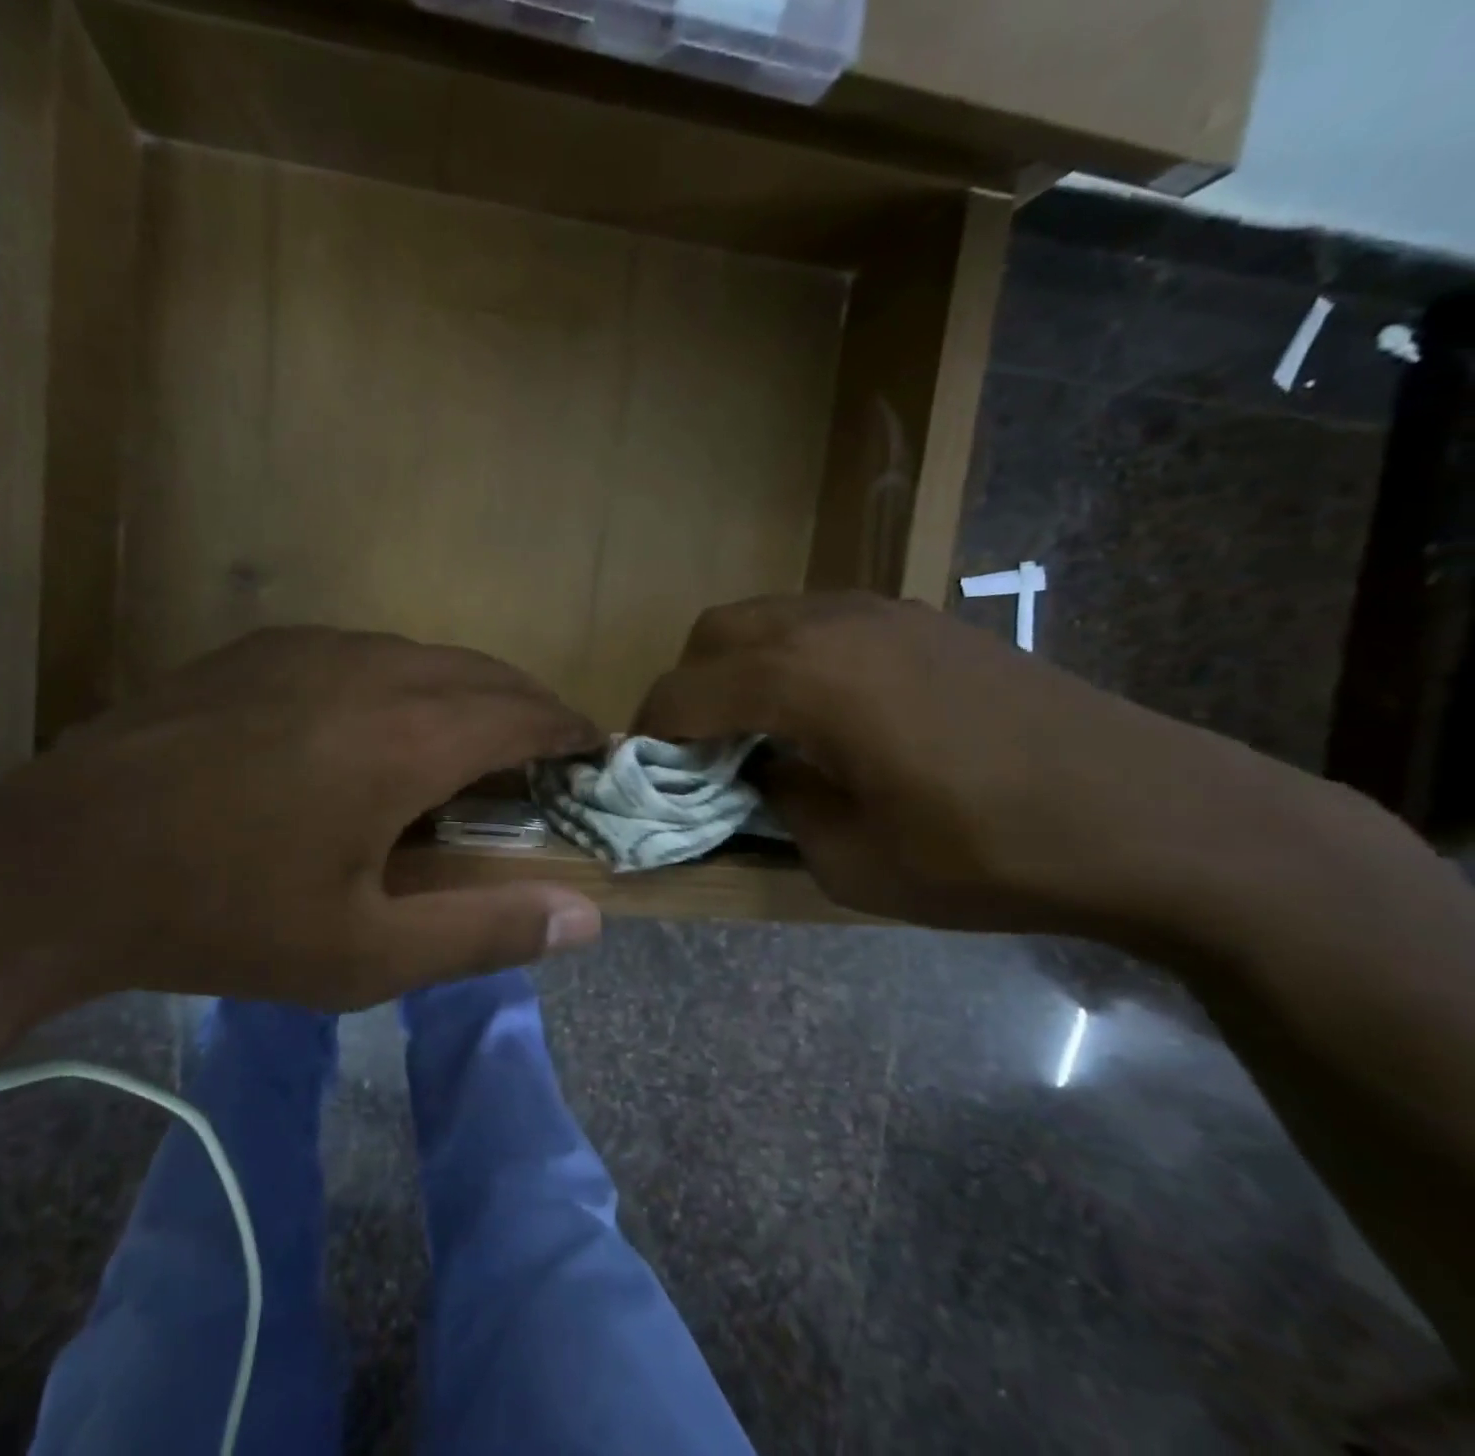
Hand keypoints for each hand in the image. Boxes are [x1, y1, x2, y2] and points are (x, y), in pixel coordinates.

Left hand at [0, 628, 604, 1059]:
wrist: (58, 865)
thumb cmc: (224, 918)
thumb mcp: (366, 956)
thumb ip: (486, 931)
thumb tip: (587, 917)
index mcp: (407, 738)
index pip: (524, 713)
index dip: (570, 729)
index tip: (596, 750)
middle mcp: (370, 669)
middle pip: (482, 671)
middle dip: (528, 705)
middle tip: (547, 750)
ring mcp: (309, 647)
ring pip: (422, 654)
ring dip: (465, 689)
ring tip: (473, 736)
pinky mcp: (259, 648)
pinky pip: (363, 650)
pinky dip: (404, 678)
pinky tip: (381, 721)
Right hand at [634, 592, 1316, 936]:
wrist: (1156, 817)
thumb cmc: (989, 853)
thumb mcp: (852, 862)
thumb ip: (780, 806)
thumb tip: (761, 774)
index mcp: (802, 679)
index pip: (683, 691)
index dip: (648, 733)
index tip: (642, 773)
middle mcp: (831, 623)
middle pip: (714, 632)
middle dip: (688, 688)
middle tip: (700, 752)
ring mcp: (883, 611)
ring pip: (768, 617)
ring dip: (739, 668)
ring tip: (759, 732)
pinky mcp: (923, 619)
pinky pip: (821, 622)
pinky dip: (791, 658)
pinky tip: (825, 714)